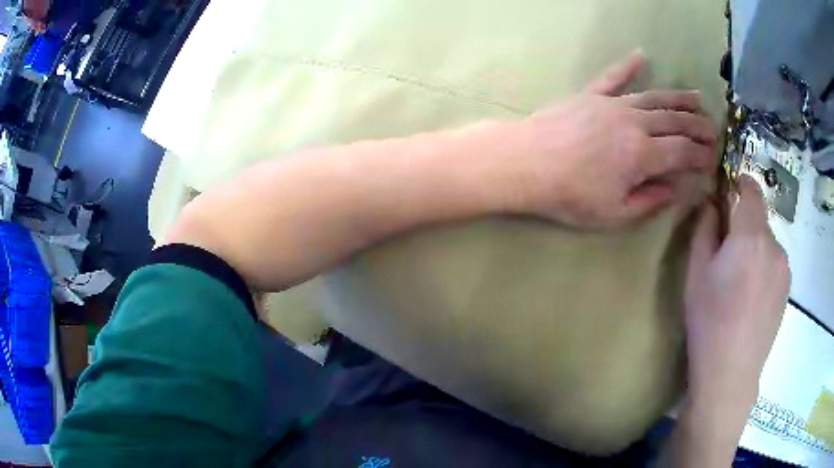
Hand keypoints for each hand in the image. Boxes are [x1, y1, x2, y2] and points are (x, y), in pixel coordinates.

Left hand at [508, 51, 717, 227]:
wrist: (527, 163)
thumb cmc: (570, 195)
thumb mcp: (614, 214)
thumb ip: (649, 201)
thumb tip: (675, 189)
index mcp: (644, 155)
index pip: (684, 152)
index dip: (702, 155)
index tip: (714, 158)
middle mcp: (635, 123)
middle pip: (675, 121)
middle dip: (698, 125)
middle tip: (714, 127)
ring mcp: (612, 104)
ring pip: (654, 97)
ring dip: (678, 97)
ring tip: (697, 97)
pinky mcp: (591, 94)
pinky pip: (613, 76)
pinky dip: (627, 66)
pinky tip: (640, 55)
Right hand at [684, 176, 789, 407]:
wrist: (730, 373)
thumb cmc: (709, 321)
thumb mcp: (696, 273)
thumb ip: (705, 229)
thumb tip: (712, 204)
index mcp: (750, 236)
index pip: (752, 191)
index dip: (741, 183)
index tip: (730, 189)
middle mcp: (774, 245)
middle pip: (759, 220)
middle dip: (744, 226)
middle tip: (727, 255)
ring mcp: (784, 268)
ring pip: (768, 244)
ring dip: (755, 249)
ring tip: (740, 283)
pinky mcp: (787, 289)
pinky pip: (775, 264)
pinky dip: (764, 267)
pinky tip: (751, 298)